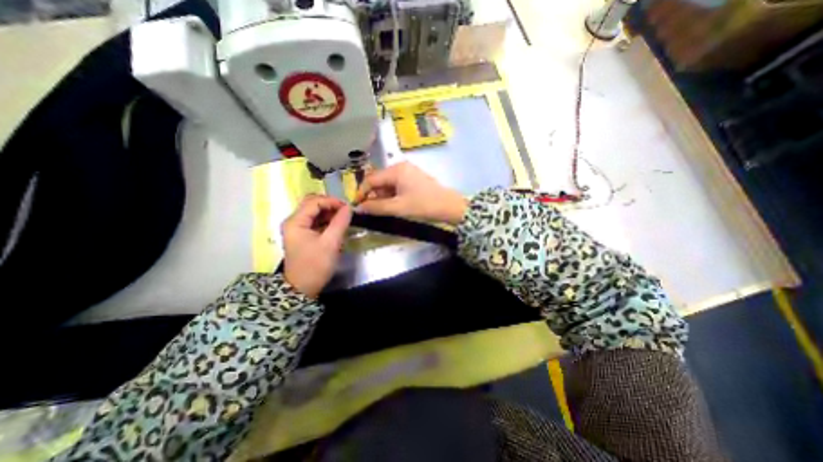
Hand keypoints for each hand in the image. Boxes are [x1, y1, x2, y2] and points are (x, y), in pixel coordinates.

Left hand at [282, 193, 351, 295]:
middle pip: (312, 204)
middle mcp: (293, 222)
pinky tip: (336, 226)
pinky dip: (326, 221)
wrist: (302, 289)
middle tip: (346, 212)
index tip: (348, 208)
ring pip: (314, 213)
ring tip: (344, 218)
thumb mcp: (330, 243)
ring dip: (329, 213)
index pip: (314, 202)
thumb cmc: (315, 266)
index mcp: (295, 221)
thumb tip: (349, 208)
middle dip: (330, 205)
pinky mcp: (302, 236)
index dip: (332, 201)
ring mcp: (297, 229)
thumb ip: (340, 223)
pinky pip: (315, 222)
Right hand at [356, 163, 469, 224]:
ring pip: (388, 185)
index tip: (357, 206)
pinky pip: (397, 186)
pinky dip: (392, 196)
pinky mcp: (414, 179)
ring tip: (383, 211)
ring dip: (383, 197)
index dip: (362, 193)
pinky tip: (394, 206)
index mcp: (396, 170)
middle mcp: (401, 167)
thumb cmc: (423, 205)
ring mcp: (409, 172)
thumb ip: (376, 207)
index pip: (371, 179)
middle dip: (374, 196)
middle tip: (371, 211)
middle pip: (379, 181)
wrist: (449, 207)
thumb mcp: (398, 208)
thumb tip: (358, 208)